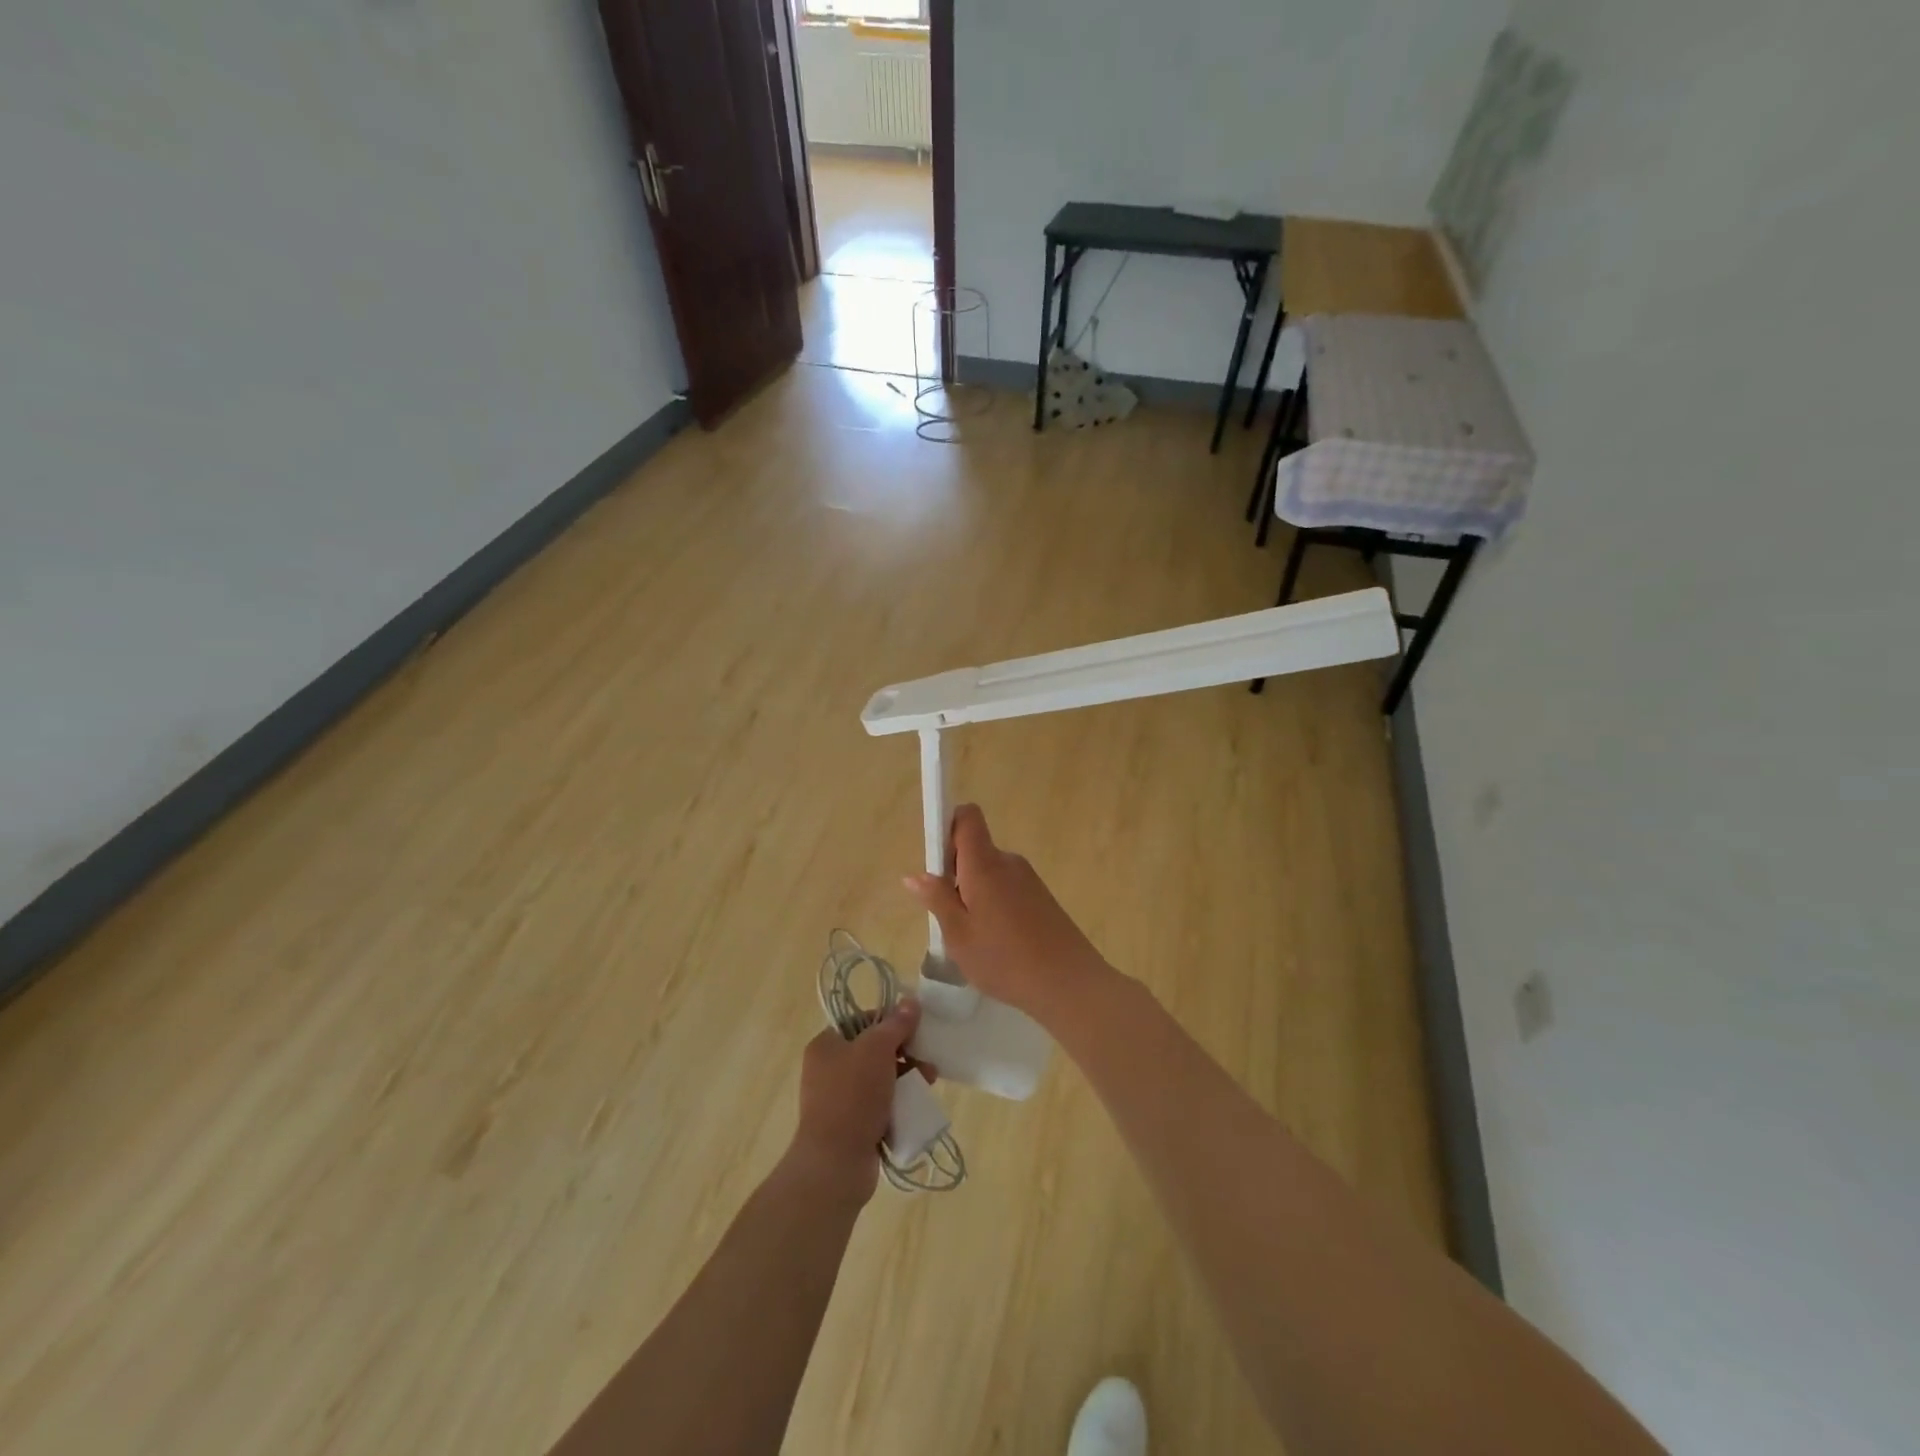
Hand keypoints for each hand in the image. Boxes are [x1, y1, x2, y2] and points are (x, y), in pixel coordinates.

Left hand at [787, 1000, 921, 1204]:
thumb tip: (911, 1002)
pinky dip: (898, 1102)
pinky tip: (916, 1105)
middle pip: (874, 1050)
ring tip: (928, 1082)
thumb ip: (896, 1024)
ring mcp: (839, 1099)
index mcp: (826, 1044)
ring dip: (906, 1077)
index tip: (913, 1028)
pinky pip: (880, 1105)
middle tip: (926, 1060)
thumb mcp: (877, 1049)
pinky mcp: (852, 1125)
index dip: (889, 1020)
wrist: (835, 1163)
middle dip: (904, 1053)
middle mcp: (829, 1069)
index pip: (861, 1020)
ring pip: (880, 1078)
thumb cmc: (853, 1095)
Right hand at [903, 804, 1112, 1022]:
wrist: (1070, 984)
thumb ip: (937, 900)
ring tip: (973, 937)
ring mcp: (1028, 879)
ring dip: (974, 894)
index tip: (936, 862)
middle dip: (955, 873)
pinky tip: (997, 942)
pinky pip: (1006, 888)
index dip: (947, 827)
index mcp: (985, 864)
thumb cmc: (1005, 959)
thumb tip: (915, 875)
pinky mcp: (1041, 897)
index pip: (967, 817)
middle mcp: (1008, 862)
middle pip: (975, 849)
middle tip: (948, 916)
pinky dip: (994, 905)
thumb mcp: (959, 935)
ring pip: (989, 873)